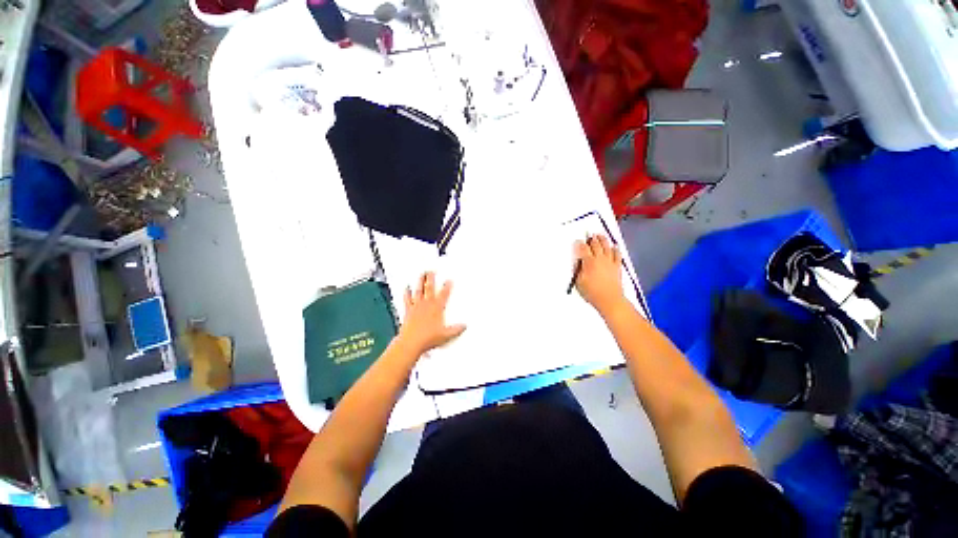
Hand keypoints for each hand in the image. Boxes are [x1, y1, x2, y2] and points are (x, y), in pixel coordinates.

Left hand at [397, 272, 466, 355]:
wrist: (411, 342)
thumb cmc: (428, 338)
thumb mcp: (446, 335)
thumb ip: (456, 330)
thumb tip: (464, 326)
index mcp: (437, 308)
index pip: (444, 294)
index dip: (447, 286)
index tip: (449, 280)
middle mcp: (427, 304)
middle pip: (429, 288)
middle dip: (431, 278)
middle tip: (431, 271)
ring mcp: (416, 306)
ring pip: (419, 290)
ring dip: (420, 281)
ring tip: (421, 274)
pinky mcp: (408, 310)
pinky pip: (407, 299)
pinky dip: (407, 293)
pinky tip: (406, 288)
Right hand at [574, 235, 625, 313]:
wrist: (609, 300)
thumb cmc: (592, 292)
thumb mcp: (578, 282)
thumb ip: (578, 270)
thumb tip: (577, 262)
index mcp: (589, 262)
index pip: (583, 249)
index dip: (580, 244)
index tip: (578, 241)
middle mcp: (600, 259)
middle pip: (595, 245)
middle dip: (591, 239)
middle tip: (589, 235)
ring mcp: (609, 262)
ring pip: (606, 247)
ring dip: (602, 240)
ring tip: (600, 235)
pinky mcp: (617, 266)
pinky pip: (617, 254)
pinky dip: (616, 249)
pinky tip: (614, 246)